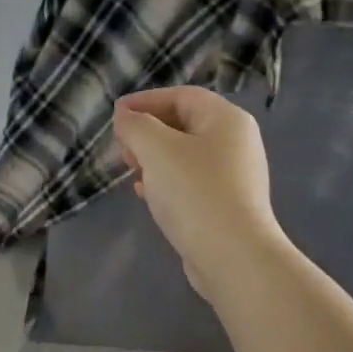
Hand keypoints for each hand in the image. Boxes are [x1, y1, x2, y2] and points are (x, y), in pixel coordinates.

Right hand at [113, 87, 282, 306]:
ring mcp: (234, 175)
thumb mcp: (156, 149)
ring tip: (131, 170)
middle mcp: (236, 142)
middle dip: (148, 131)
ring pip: (185, 154)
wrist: (232, 255)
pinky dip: (165, 180)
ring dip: (153, 157)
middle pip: (184, 123)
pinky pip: (190, 181)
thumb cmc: (194, 192)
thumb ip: (135, 126)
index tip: (115, 115)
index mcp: (227, 120)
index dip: (145, 101)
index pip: (182, 96)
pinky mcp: (226, 203)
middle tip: (122, 147)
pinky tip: (146, 194)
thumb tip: (125, 117)